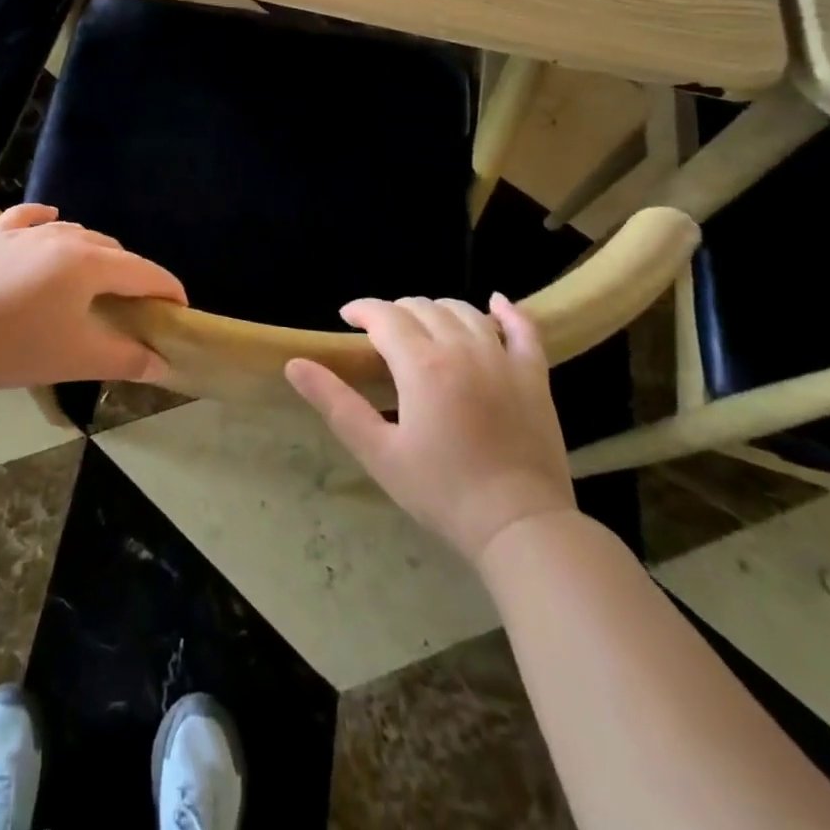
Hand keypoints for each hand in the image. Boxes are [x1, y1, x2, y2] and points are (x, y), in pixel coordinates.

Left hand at [0, 204, 184, 389]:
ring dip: (94, 252)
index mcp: (90, 263)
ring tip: (97, 277)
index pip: (143, 272)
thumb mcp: (79, 358)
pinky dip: (44, 219)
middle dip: (131, 274)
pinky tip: (51, 219)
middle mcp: (64, 237)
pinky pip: (27, 218)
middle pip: (112, 250)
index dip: (167, 288)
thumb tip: (162, 365)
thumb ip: (126, 359)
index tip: (180, 306)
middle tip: (135, 305)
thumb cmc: (18, 347)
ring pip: (74, 233)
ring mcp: (26, 233)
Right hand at [285, 294, 576, 563]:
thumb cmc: (442, 492)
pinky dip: (507, 311)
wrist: (520, 526)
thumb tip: (295, 364)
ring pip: (464, 311)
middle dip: (395, 312)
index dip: (361, 310)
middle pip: (422, 307)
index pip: (384, 315)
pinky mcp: (534, 375)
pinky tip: (496, 303)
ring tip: (423, 328)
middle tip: (381, 335)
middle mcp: (462, 348)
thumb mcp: (378, 452)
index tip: (346, 319)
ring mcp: (503, 358)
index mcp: (421, 364)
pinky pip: (523, 328)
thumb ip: (335, 403)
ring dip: (437, 310)